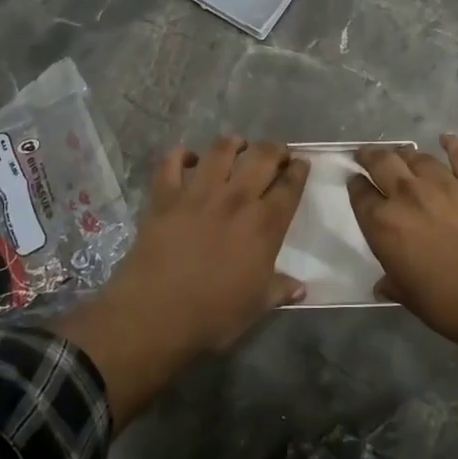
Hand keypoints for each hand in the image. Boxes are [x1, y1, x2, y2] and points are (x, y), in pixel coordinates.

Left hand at [103, 137, 309, 353]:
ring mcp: (198, 193)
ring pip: (220, 150)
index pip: (290, 186)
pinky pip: (171, 163)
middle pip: (261, 157)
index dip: (298, 171)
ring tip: (237, 145)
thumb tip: (301, 288)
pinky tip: (187, 159)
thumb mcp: (257, 306)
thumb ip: (280, 289)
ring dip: (233, 143)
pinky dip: (180, 156)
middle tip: (275, 152)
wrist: (156, 315)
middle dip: (274, 149)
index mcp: (265, 225)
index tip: (301, 163)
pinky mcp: (165, 196)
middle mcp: (236, 199)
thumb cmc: (214, 315)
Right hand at [348, 135, 457, 347]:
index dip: (355, 185)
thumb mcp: (409, 297)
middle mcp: (408, 195)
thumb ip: (393, 283)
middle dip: (371, 156)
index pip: (360, 195)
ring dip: (407, 155)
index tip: (355, 181)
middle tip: (368, 155)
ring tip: (404, 155)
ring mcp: (444, 184)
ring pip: (419, 158)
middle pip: (382, 163)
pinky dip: (453, 145)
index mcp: (383, 224)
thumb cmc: (449, 305)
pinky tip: (447, 139)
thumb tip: (383, 284)